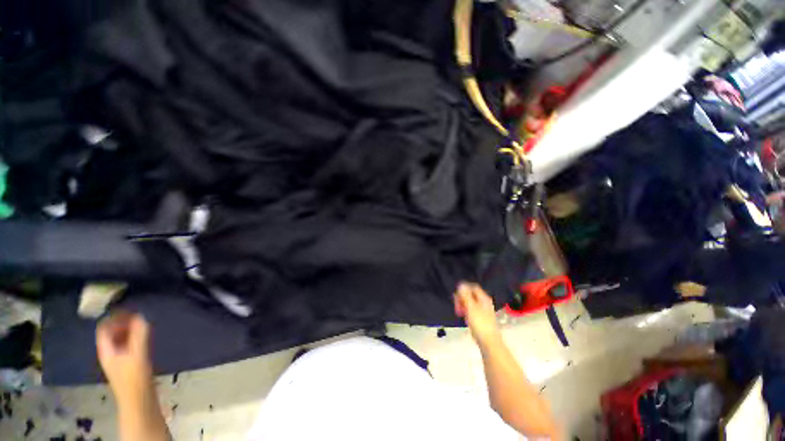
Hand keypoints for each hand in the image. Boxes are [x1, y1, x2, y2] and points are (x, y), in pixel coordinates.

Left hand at [96, 311, 153, 404]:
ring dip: (129, 330)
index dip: (113, 317)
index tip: (129, 309)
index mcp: (106, 350)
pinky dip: (134, 338)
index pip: (103, 328)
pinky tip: (145, 338)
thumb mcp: (138, 354)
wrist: (139, 401)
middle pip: (111, 332)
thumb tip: (142, 315)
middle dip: (123, 322)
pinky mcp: (128, 363)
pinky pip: (128, 345)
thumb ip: (140, 335)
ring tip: (143, 324)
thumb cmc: (134, 377)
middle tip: (138, 314)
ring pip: (120, 339)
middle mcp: (110, 352)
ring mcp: (119, 359)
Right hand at [454, 282, 501, 347]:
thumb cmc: (480, 323)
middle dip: (462, 298)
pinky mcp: (481, 318)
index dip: (464, 289)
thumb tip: (461, 284)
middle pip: (471, 295)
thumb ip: (465, 295)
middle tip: (456, 305)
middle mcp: (484, 302)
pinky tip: (464, 317)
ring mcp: (483, 311)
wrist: (489, 342)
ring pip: (471, 303)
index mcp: (483, 298)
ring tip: (459, 312)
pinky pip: (472, 310)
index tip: (456, 296)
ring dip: (463, 305)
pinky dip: (467, 311)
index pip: (473, 287)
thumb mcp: (470, 307)